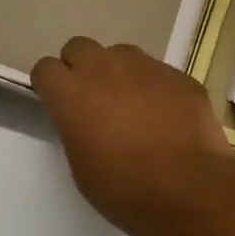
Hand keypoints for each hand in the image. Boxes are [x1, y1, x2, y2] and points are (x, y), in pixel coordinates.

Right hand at [31, 38, 232, 235]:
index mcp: (73, 93)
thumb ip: (77, 128)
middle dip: (80, 66)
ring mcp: (145, 66)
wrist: (189, 187)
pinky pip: (157, 71)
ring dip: (118, 72)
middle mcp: (105, 68)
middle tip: (92, 99)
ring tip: (132, 105)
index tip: (58, 102)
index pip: (45, 68)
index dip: (50, 84)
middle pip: (79, 47)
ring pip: (120, 54)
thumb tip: (86, 118)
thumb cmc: (125, 188)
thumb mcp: (82, 166)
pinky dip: (155, 87)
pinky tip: (167, 116)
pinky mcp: (178, 74)